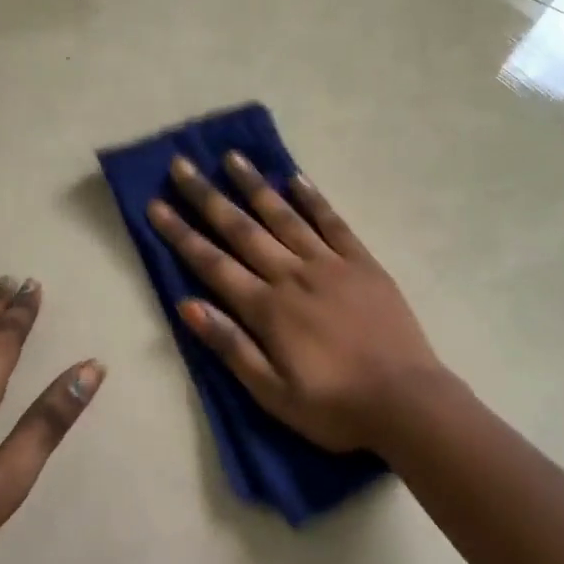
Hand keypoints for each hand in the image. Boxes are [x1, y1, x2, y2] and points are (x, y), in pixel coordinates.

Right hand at [146, 154, 446, 453]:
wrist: (406, 401)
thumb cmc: (334, 407)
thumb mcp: (272, 394)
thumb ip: (231, 346)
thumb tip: (187, 305)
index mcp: (268, 309)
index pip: (213, 264)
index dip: (182, 234)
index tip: (157, 205)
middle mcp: (293, 275)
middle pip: (242, 230)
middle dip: (208, 197)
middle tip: (182, 165)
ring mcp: (331, 264)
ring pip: (285, 216)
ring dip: (255, 186)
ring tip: (232, 157)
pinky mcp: (363, 263)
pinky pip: (333, 223)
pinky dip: (313, 199)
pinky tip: (295, 179)